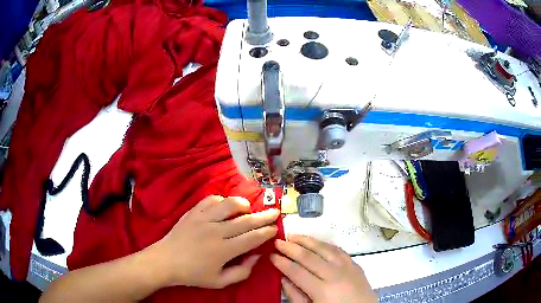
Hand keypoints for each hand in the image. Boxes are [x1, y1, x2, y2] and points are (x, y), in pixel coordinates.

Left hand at [152, 195, 278, 288]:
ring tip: (249, 208)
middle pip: (246, 220)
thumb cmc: (193, 274)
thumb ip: (242, 271)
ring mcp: (203, 219)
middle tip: (275, 212)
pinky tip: (225, 206)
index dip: (266, 232)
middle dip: (263, 216)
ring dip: (243, 204)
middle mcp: (216, 231)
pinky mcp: (193, 212)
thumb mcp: (220, 281)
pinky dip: (221, 200)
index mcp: (224, 250)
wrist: (165, 261)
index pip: (252, 238)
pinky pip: (211, 200)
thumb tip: (257, 256)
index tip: (275, 228)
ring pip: (229, 205)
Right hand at [270, 235, 376, 302]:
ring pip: (324, 248)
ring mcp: (348, 267)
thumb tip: (283, 278)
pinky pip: (338, 250)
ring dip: (307, 241)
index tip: (271, 255)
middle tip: (277, 241)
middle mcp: (335, 275)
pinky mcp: (355, 264)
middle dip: (291, 247)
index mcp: (322, 290)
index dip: (282, 262)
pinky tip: (316, 242)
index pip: (297, 271)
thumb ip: (296, 295)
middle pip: (309, 256)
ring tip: (293, 236)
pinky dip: (324, 244)